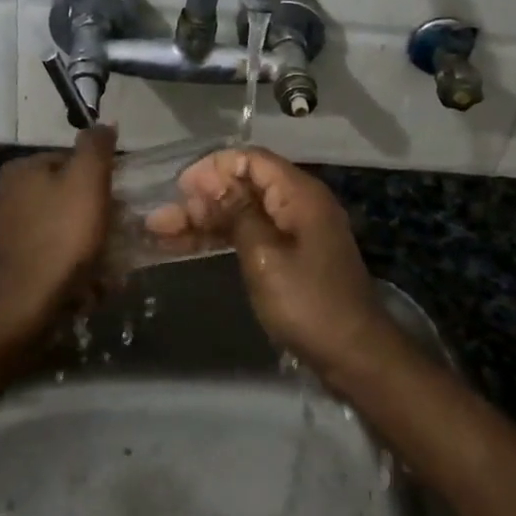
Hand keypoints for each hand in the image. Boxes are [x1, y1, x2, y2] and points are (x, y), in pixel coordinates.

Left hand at [0, 126, 116, 344]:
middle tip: (112, 231)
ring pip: (51, 225)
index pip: (68, 161)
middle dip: (86, 210)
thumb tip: (104, 124)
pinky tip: (79, 280)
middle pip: (59, 194)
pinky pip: (41, 253)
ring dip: (75, 239)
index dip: (97, 178)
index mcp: (19, 169)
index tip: (115, 201)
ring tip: (101, 262)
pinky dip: (60, 261)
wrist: (23, 305)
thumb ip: (97, 147)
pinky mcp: (1, 264)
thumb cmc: (62, 236)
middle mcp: (1, 194)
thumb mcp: (89, 180)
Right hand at [145, 147, 388, 375]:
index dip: (213, 168)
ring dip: (204, 222)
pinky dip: (221, 239)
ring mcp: (295, 231)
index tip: (178, 188)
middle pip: (243, 187)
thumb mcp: (265, 256)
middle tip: (160, 220)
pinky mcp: (291, 256)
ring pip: (242, 213)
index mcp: (299, 194)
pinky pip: (250, 235)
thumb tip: (211, 179)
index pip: (251, 160)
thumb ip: (237, 213)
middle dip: (201, 199)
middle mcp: (298, 204)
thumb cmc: (308, 303)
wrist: (355, 356)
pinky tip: (187, 247)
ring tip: (160, 233)